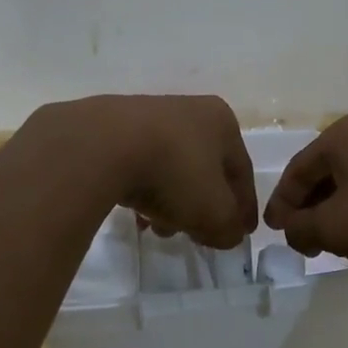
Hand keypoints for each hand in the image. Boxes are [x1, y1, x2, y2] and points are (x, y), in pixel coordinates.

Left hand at [51, 94, 257, 249]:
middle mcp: (189, 110)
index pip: (241, 171)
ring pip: (171, 169)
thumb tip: (228, 233)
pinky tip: (134, 214)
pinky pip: (140, 165)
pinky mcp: (115, 127)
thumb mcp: (214, 212)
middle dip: (201, 208)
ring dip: (170, 203)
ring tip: (157, 229)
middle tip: (195, 236)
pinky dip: (143, 190)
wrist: (104, 146)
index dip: (244, 207)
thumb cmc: (175, 173)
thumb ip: (229, 228)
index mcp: (221, 121)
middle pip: (204, 170)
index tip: (241, 234)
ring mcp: (149, 116)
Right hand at [263, 114, 347, 264]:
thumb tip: (292, 229)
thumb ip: (301, 228)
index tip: (274, 232)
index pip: (295, 172)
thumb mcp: (335, 227)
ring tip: (334, 240)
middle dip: (310, 208)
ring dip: (337, 210)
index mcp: (338, 137)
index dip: (281, 205)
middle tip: (302, 239)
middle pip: (324, 173)